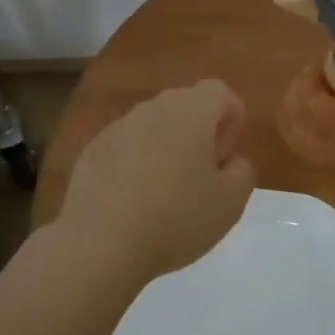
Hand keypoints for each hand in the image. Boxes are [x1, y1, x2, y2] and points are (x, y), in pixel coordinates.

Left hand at [55, 80, 256, 283]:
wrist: (100, 243)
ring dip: (167, 148)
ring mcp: (117, 127)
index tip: (225, 159)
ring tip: (166, 194)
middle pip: (185, 105)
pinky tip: (133, 202)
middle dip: (200, 133)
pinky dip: (136, 164)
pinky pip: (126, 147)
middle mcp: (152, 108)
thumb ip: (242, 171)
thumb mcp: (231, 202)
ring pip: (153, 126)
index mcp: (190, 111)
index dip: (232, 121)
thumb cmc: (176, 218)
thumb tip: (231, 160)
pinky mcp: (92, 149)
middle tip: (202, 177)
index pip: (220, 92)